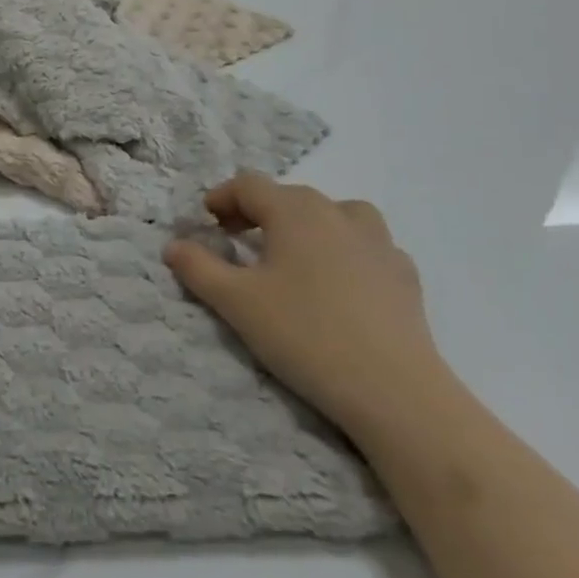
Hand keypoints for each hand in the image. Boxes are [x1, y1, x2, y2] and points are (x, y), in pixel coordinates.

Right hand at [164, 172, 448, 438]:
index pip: (248, 185)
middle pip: (289, 195)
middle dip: (258, 211)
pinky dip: (345, 250)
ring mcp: (379, 243)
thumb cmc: (305, 335)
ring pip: (335, 213)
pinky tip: (339, 282)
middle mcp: (337, 213)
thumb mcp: (235, 302)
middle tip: (238, 240)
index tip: (206, 221)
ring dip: (307, 224)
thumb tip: (173, 245)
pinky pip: (367, 246)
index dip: (222, 197)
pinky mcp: (405, 275)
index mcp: (294, 211)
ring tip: (294, 254)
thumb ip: (197, 267)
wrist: (396, 393)